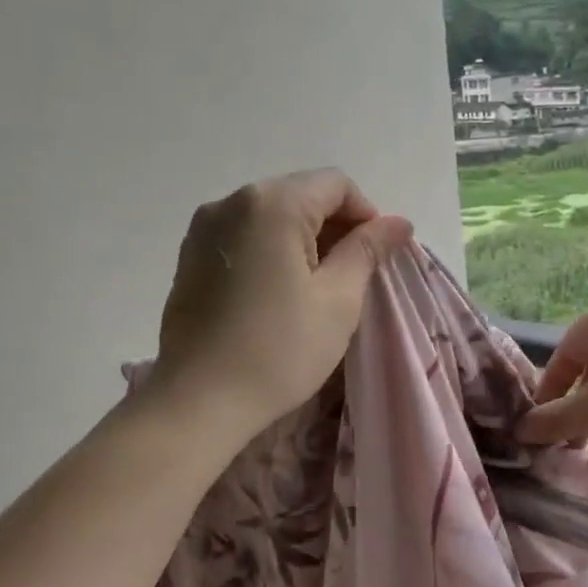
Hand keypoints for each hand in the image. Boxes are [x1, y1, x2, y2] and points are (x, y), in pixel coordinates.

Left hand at [150, 169, 413, 434]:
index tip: (377, 258)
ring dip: (304, 241)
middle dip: (335, 227)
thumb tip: (397, 222)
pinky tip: (279, 295)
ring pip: (272, 217)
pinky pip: (244, 238)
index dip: (367, 215)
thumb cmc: (280, 349)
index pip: (335, 184)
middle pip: (301, 195)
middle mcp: (231, 202)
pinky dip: (272, 253)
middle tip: (353, 277)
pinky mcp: (190, 258)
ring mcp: (203, 230)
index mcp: (272, 204)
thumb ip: (368, 250)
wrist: (200, 401)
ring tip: (317, 289)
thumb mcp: (339, 299)